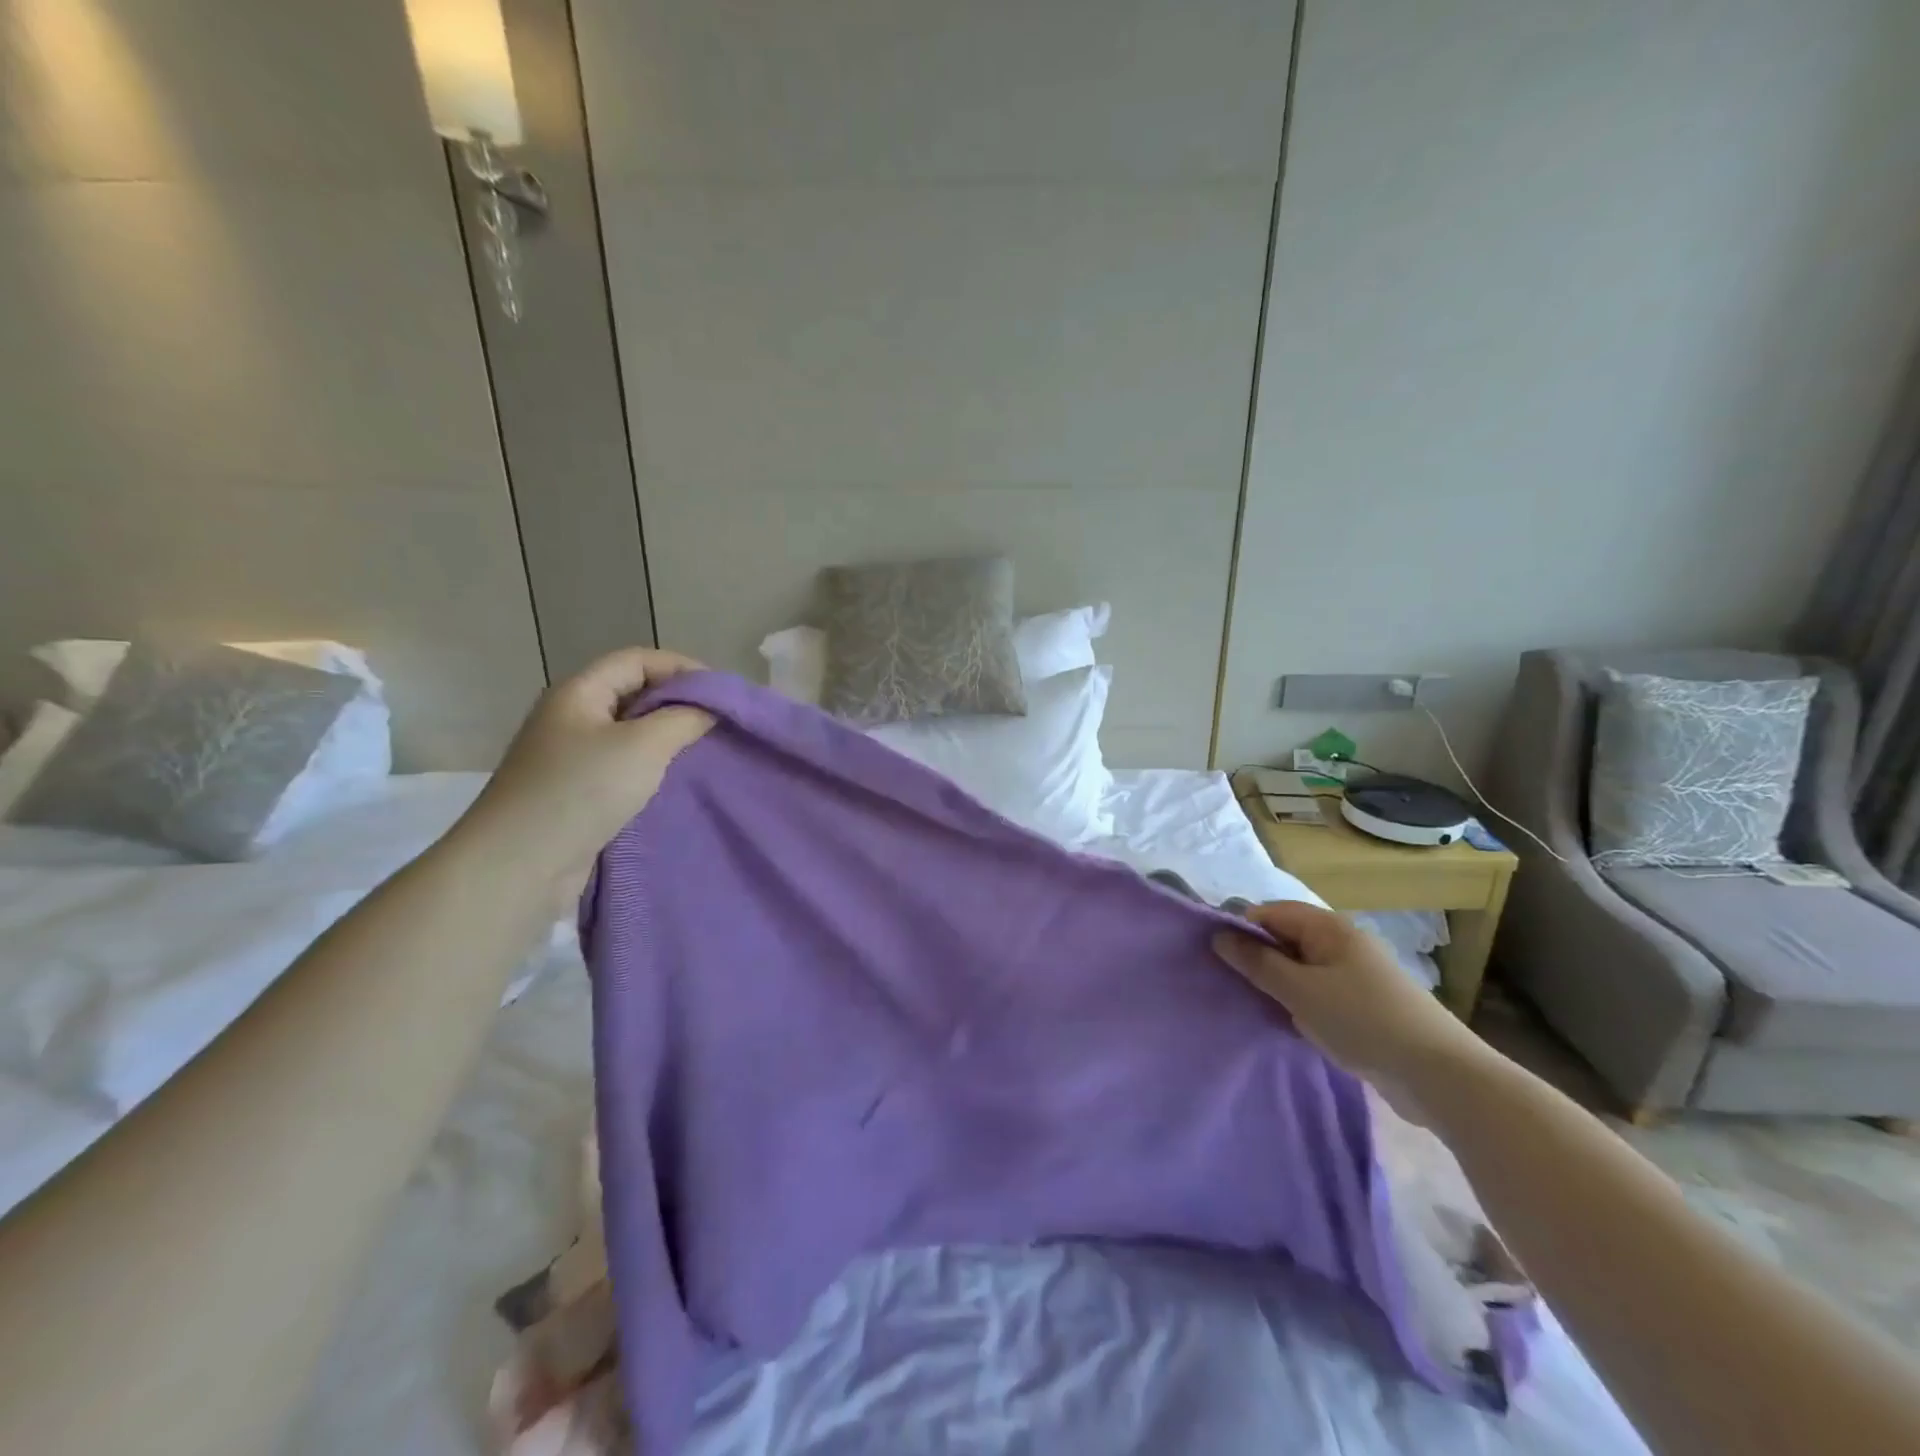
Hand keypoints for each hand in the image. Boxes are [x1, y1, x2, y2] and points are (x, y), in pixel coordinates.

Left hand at [458, 648, 714, 904]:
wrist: (519, 866)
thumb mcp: (644, 746)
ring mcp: (571, 756)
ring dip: (667, 738)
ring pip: (630, 732)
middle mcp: (572, 717)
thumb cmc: (581, 791)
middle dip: (678, 702)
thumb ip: (683, 719)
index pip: (637, 659)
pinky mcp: (576, 792)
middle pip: (634, 692)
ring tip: (705, 751)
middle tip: (720, 722)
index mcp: (579, 692)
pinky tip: (676, 782)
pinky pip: (623, 766)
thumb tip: (709, 708)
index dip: (682, 668)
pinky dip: (652, 768)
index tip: (722, 693)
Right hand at [1212, 901, 1489, 1117]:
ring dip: (1279, 985)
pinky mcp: (1366, 1006)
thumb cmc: (1362, 1021)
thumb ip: (1257, 963)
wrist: (1440, 1076)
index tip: (1216, 957)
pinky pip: (1320, 993)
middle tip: (1231, 984)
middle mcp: (1343, 944)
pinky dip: (1301, 1004)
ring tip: (1255, 1006)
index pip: (1271, 913)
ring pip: (1302, 969)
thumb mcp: (1299, 991)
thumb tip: (1219, 936)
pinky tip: (1290, 1025)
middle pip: (1287, 939)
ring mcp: (1357, 975)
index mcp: (1329, 928)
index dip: (1242, 929)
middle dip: (1259, 959)